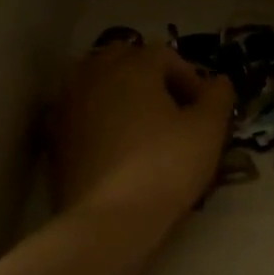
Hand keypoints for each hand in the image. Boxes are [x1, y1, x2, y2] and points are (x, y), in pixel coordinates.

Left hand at [52, 42, 234, 223]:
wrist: (110, 220)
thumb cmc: (165, 167)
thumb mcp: (207, 131)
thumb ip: (218, 98)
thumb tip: (219, 81)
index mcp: (132, 66)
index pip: (164, 55)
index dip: (190, 77)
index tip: (204, 109)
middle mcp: (93, 75)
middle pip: (123, 59)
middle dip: (149, 76)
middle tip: (171, 109)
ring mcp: (67, 104)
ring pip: (96, 82)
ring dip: (119, 93)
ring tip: (142, 125)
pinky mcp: (54, 136)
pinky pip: (79, 112)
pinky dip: (97, 117)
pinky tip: (114, 145)